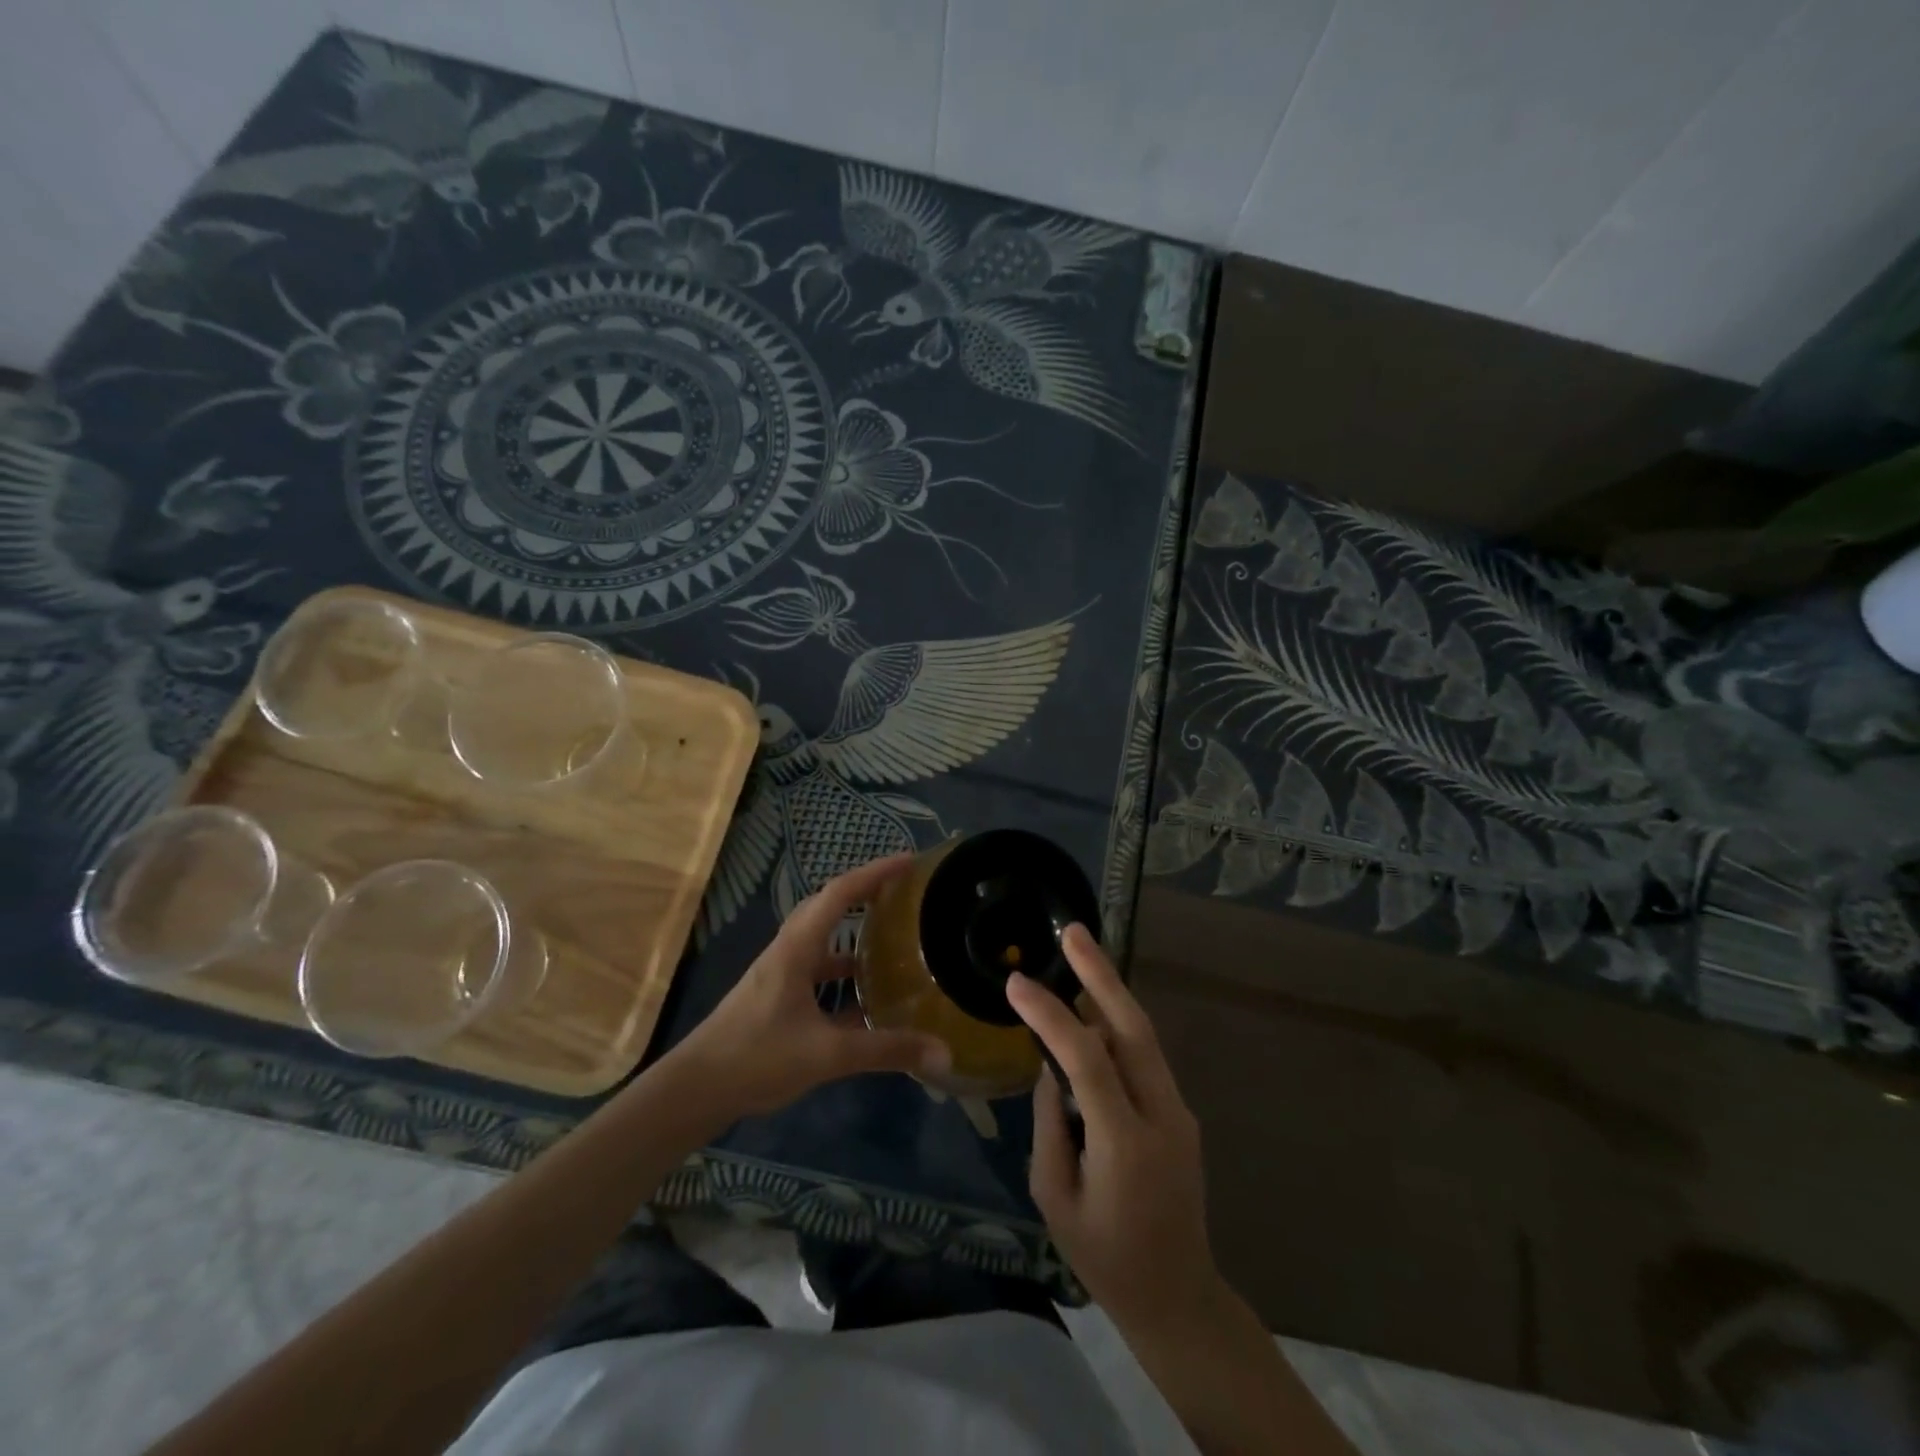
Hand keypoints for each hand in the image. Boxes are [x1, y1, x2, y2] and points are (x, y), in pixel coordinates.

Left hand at [668, 854, 950, 1122]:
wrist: (695, 1089)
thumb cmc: (757, 1057)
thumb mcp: (828, 1053)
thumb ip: (886, 1051)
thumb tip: (944, 1053)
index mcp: (797, 948)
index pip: (839, 893)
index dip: (875, 872)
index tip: (909, 861)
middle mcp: (788, 951)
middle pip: (828, 906)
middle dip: (865, 891)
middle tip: (902, 892)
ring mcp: (779, 974)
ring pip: (822, 939)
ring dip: (853, 931)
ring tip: (891, 937)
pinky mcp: (776, 997)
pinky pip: (817, 970)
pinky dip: (842, 972)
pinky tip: (864, 999)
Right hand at [1007, 925, 1218, 1332]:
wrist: (1178, 1297)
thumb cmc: (1104, 1258)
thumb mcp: (1054, 1197)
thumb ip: (1049, 1123)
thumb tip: (1049, 1066)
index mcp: (1125, 1142)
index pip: (1086, 1058)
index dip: (1050, 1015)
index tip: (1016, 983)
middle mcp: (1161, 1114)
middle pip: (1132, 1027)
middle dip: (1101, 973)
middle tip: (1073, 931)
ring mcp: (1179, 1111)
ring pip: (1143, 1035)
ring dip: (1110, 991)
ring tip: (1079, 953)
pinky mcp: (1181, 1113)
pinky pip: (1144, 1057)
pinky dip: (1116, 1025)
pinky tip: (1092, 1011)